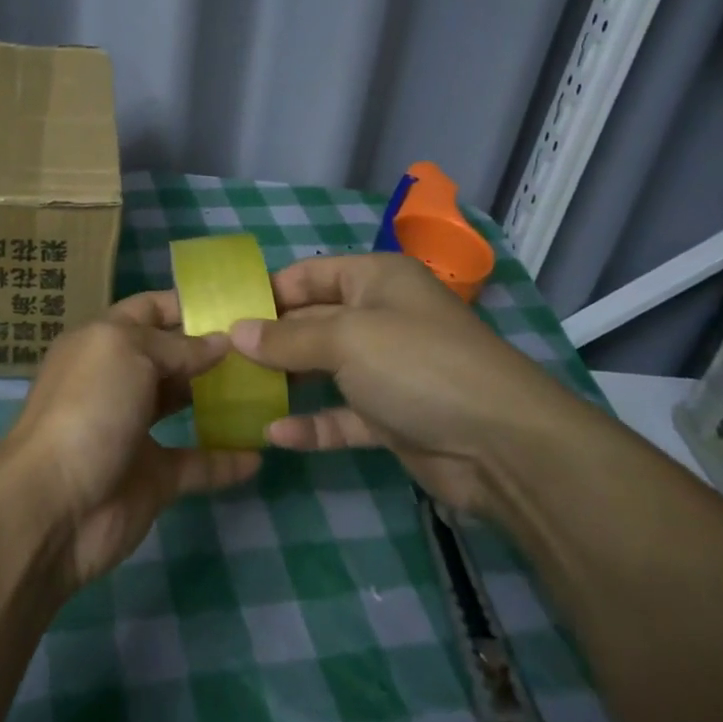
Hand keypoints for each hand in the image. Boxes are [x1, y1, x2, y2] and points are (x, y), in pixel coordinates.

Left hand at [0, 292, 260, 587]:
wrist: (55, 505)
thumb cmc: (88, 408)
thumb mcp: (127, 352)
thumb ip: (176, 345)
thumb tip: (220, 341)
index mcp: (104, 342)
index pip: (148, 309)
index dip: (187, 304)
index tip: (237, 303)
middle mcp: (120, 380)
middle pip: (172, 356)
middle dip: (212, 349)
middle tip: (265, 345)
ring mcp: (136, 430)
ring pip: (185, 405)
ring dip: (221, 398)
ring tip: (270, 387)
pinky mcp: (153, 477)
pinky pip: (197, 464)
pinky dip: (226, 460)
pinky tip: (261, 453)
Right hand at [228, 253, 577, 512]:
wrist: (503, 446)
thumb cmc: (418, 365)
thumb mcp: (346, 339)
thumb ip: (287, 337)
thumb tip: (236, 332)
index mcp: (376, 280)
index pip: (309, 275)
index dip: (267, 292)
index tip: (222, 314)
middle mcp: (381, 317)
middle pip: (312, 322)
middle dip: (269, 339)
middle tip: (218, 358)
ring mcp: (388, 370)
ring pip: (324, 370)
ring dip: (286, 382)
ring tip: (235, 393)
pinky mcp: (392, 417)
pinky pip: (342, 415)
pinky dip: (313, 425)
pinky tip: (276, 435)